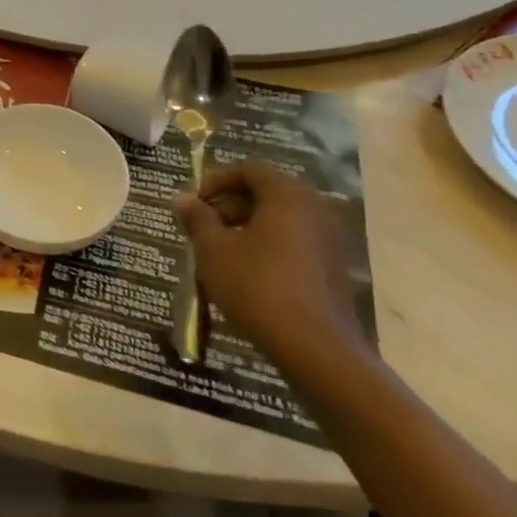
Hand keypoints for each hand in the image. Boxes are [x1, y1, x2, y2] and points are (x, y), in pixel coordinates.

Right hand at [173, 160, 371, 375]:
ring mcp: (330, 239)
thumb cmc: (257, 287)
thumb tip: (182, 198)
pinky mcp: (335, 267)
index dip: (216, 181)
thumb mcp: (214, 250)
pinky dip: (271, 246)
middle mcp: (315, 209)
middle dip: (231, 206)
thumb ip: (197, 219)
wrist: (315, 348)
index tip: (195, 205)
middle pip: (267, 192)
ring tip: (223, 254)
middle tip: (205, 230)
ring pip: (282, 219)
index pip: (249, 169)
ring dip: (249, 227)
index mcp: (287, 195)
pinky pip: (296, 242)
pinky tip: (250, 274)